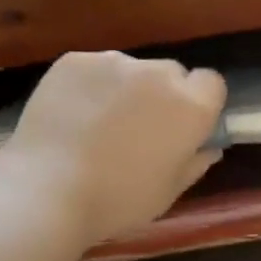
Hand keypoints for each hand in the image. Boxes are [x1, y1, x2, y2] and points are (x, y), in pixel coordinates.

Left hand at [0, 51, 226, 245]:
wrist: (49, 189)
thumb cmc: (119, 200)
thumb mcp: (168, 192)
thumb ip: (195, 163)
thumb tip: (209, 148)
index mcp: (191, 107)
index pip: (212, 83)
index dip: (201, 104)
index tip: (185, 128)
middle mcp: (158, 74)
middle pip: (172, 73)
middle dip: (164, 95)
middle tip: (141, 130)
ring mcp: (114, 62)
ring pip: (132, 70)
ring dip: (127, 90)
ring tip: (100, 125)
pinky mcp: (75, 60)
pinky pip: (95, 69)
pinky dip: (92, 87)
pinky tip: (74, 116)